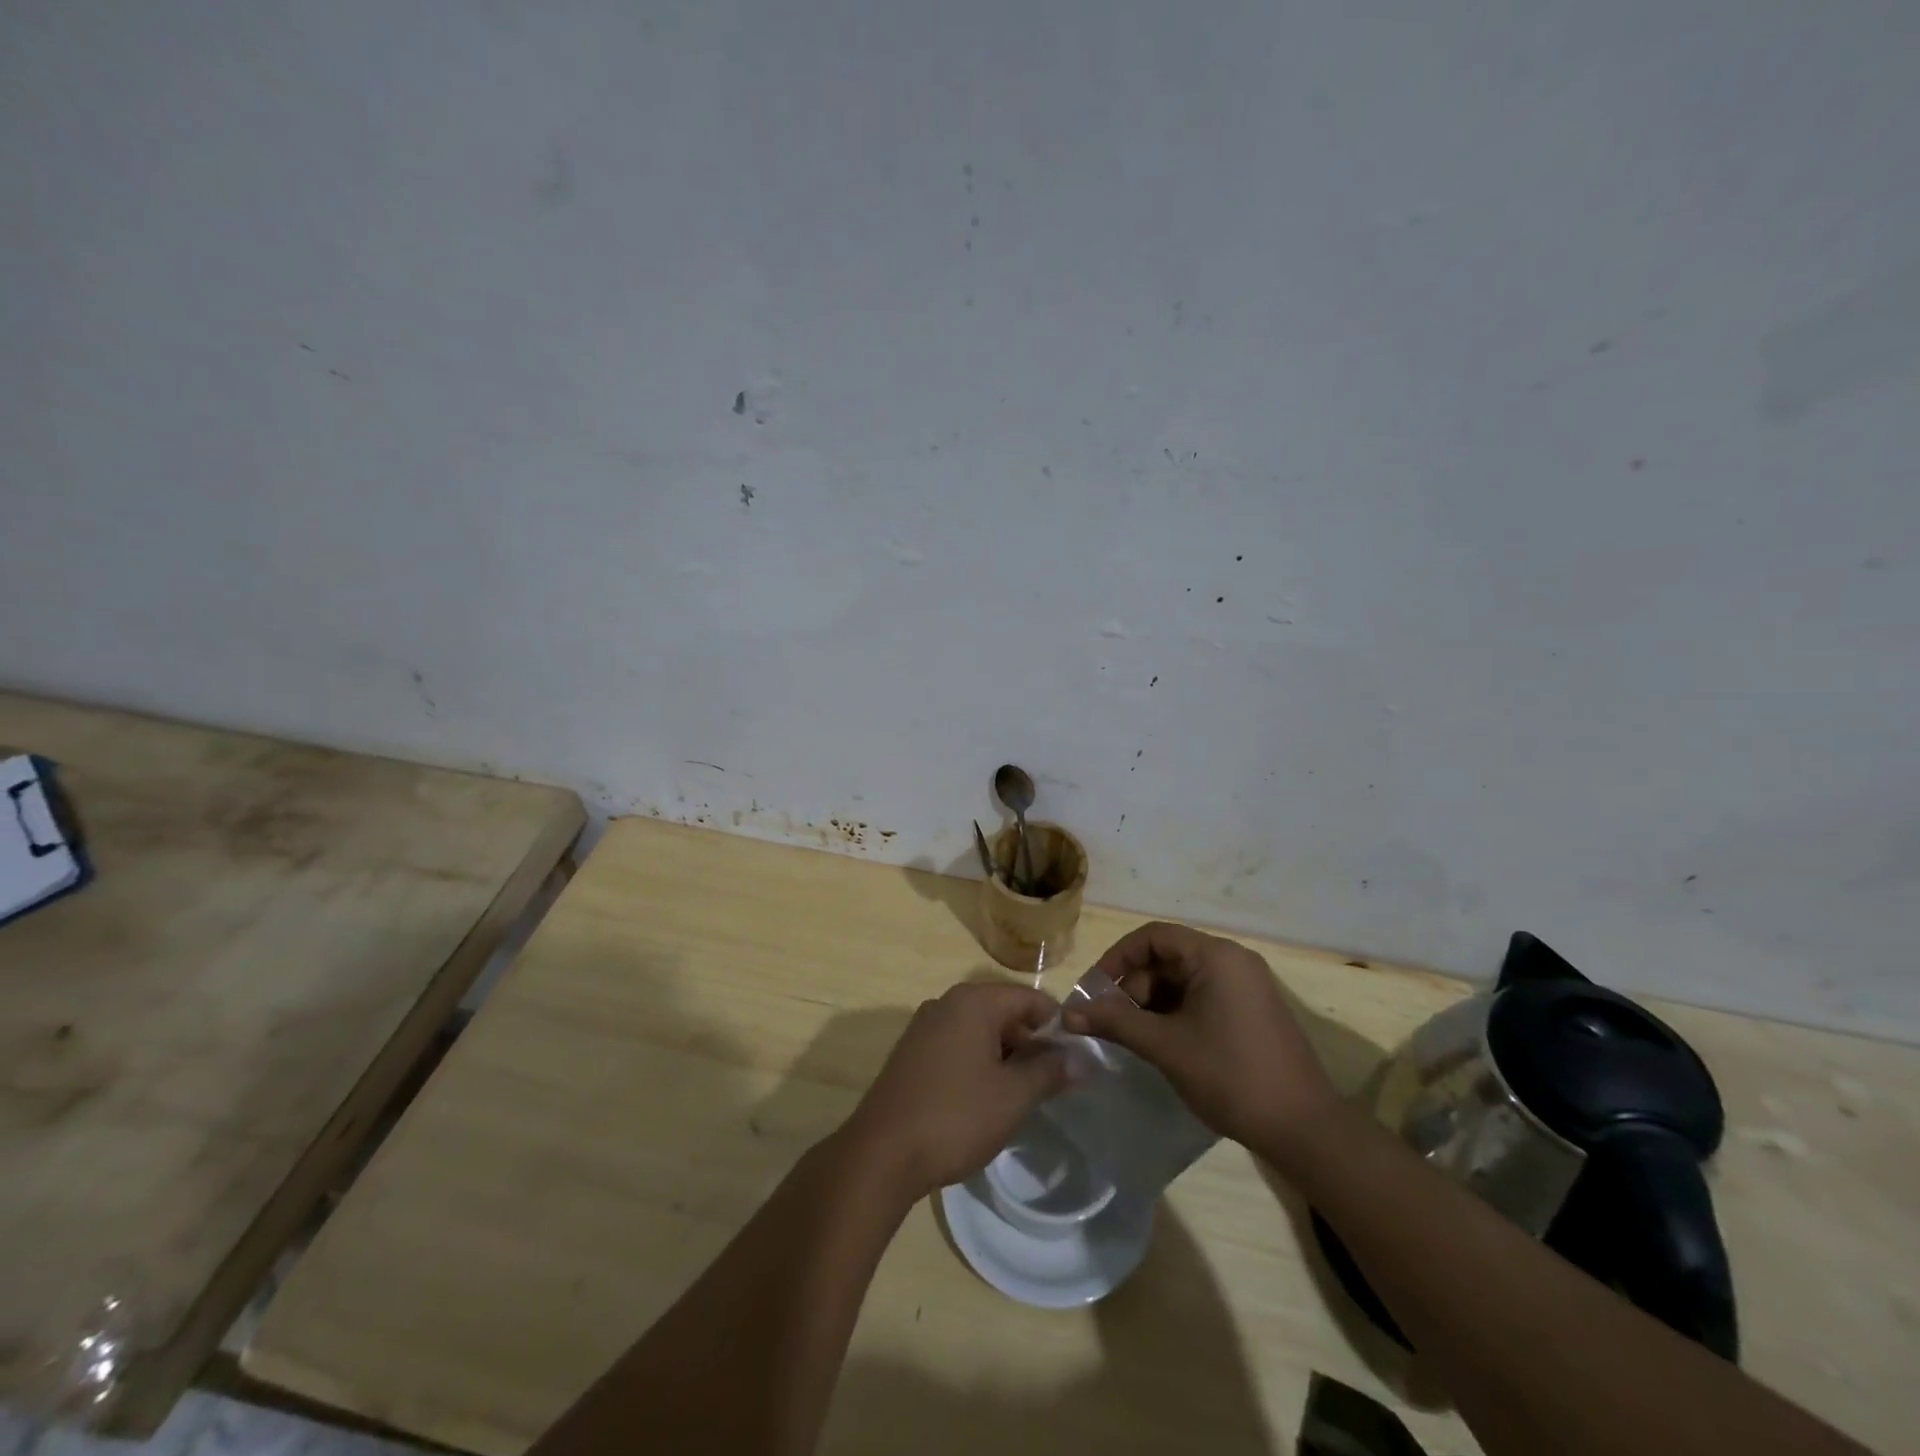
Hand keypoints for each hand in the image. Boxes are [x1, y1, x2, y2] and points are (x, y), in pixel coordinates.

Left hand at [841, 982, 1069, 1201]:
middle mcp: (946, 1003)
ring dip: (1006, 1056)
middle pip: (1004, 1012)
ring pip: (980, 1031)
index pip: (1029, 998)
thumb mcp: (1012, 1096)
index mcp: (973, 1002)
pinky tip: (989, 1098)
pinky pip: (958, 1046)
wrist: (882, 1153)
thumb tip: (1081, 1059)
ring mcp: (925, 1027)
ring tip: (1026, 1093)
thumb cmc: (955, 1116)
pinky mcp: (912, 1053)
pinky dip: (979, 1063)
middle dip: (1031, 1042)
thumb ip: (1049, 1071)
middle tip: (1055, 1081)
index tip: (1076, 1056)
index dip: (1057, 1024)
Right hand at [1062, 921, 1339, 1162]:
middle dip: (1134, 986)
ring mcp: (1247, 986)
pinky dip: (1177, 1013)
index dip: (1118, 958)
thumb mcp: (1165, 1046)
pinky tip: (1164, 1043)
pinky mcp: (1253, 1010)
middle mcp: (1233, 961)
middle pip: (1168, 957)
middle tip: (1113, 1022)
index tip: (1095, 990)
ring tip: (1135, 1037)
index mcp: (1216, 956)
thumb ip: (1115, 1022)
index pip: (1153, 936)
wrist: (1304, 1129)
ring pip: (1184, 979)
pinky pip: (1203, 996)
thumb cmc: (1230, 1075)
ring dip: (1153, 1003)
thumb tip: (1068, 1013)